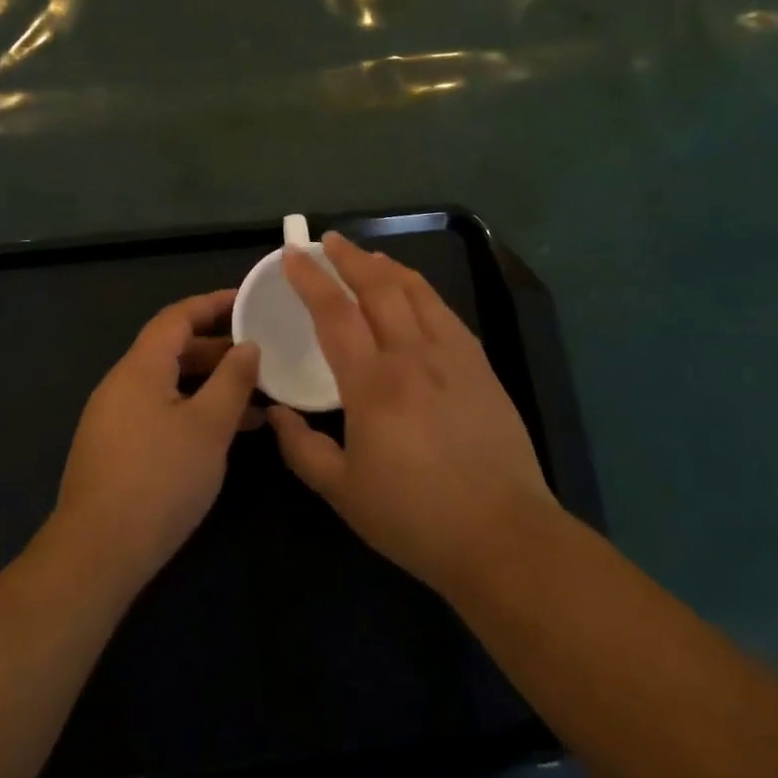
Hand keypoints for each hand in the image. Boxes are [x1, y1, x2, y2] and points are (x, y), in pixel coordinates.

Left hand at [52, 291, 260, 592]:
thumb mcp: (209, 427)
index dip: (213, 304)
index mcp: (140, 367)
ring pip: (168, 383)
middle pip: (172, 349)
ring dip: (208, 383)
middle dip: (217, 347)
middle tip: (260, 353)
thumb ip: (233, 380)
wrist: (96, 554)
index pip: (177, 317)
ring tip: (254, 396)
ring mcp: (114, 417)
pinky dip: (192, 408)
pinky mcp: (115, 448)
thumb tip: (248, 346)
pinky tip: (221, 433)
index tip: (248, 301)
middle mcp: (121, 383)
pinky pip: (159, 410)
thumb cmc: (160, 480)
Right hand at [268, 232, 559, 600]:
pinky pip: (444, 311)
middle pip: (377, 287)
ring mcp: (452, 355)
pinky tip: (414, 292)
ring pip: (416, 291)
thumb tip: (276, 413)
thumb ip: (302, 448)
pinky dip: (421, 290)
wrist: (502, 535)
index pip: (334, 312)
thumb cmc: (414, 518)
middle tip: (328, 242)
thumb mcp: (343, 492)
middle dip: (349, 258)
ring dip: (386, 266)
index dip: (310, 278)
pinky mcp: (479, 365)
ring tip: (368, 256)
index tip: (293, 254)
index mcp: (372, 384)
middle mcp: (411, 356)